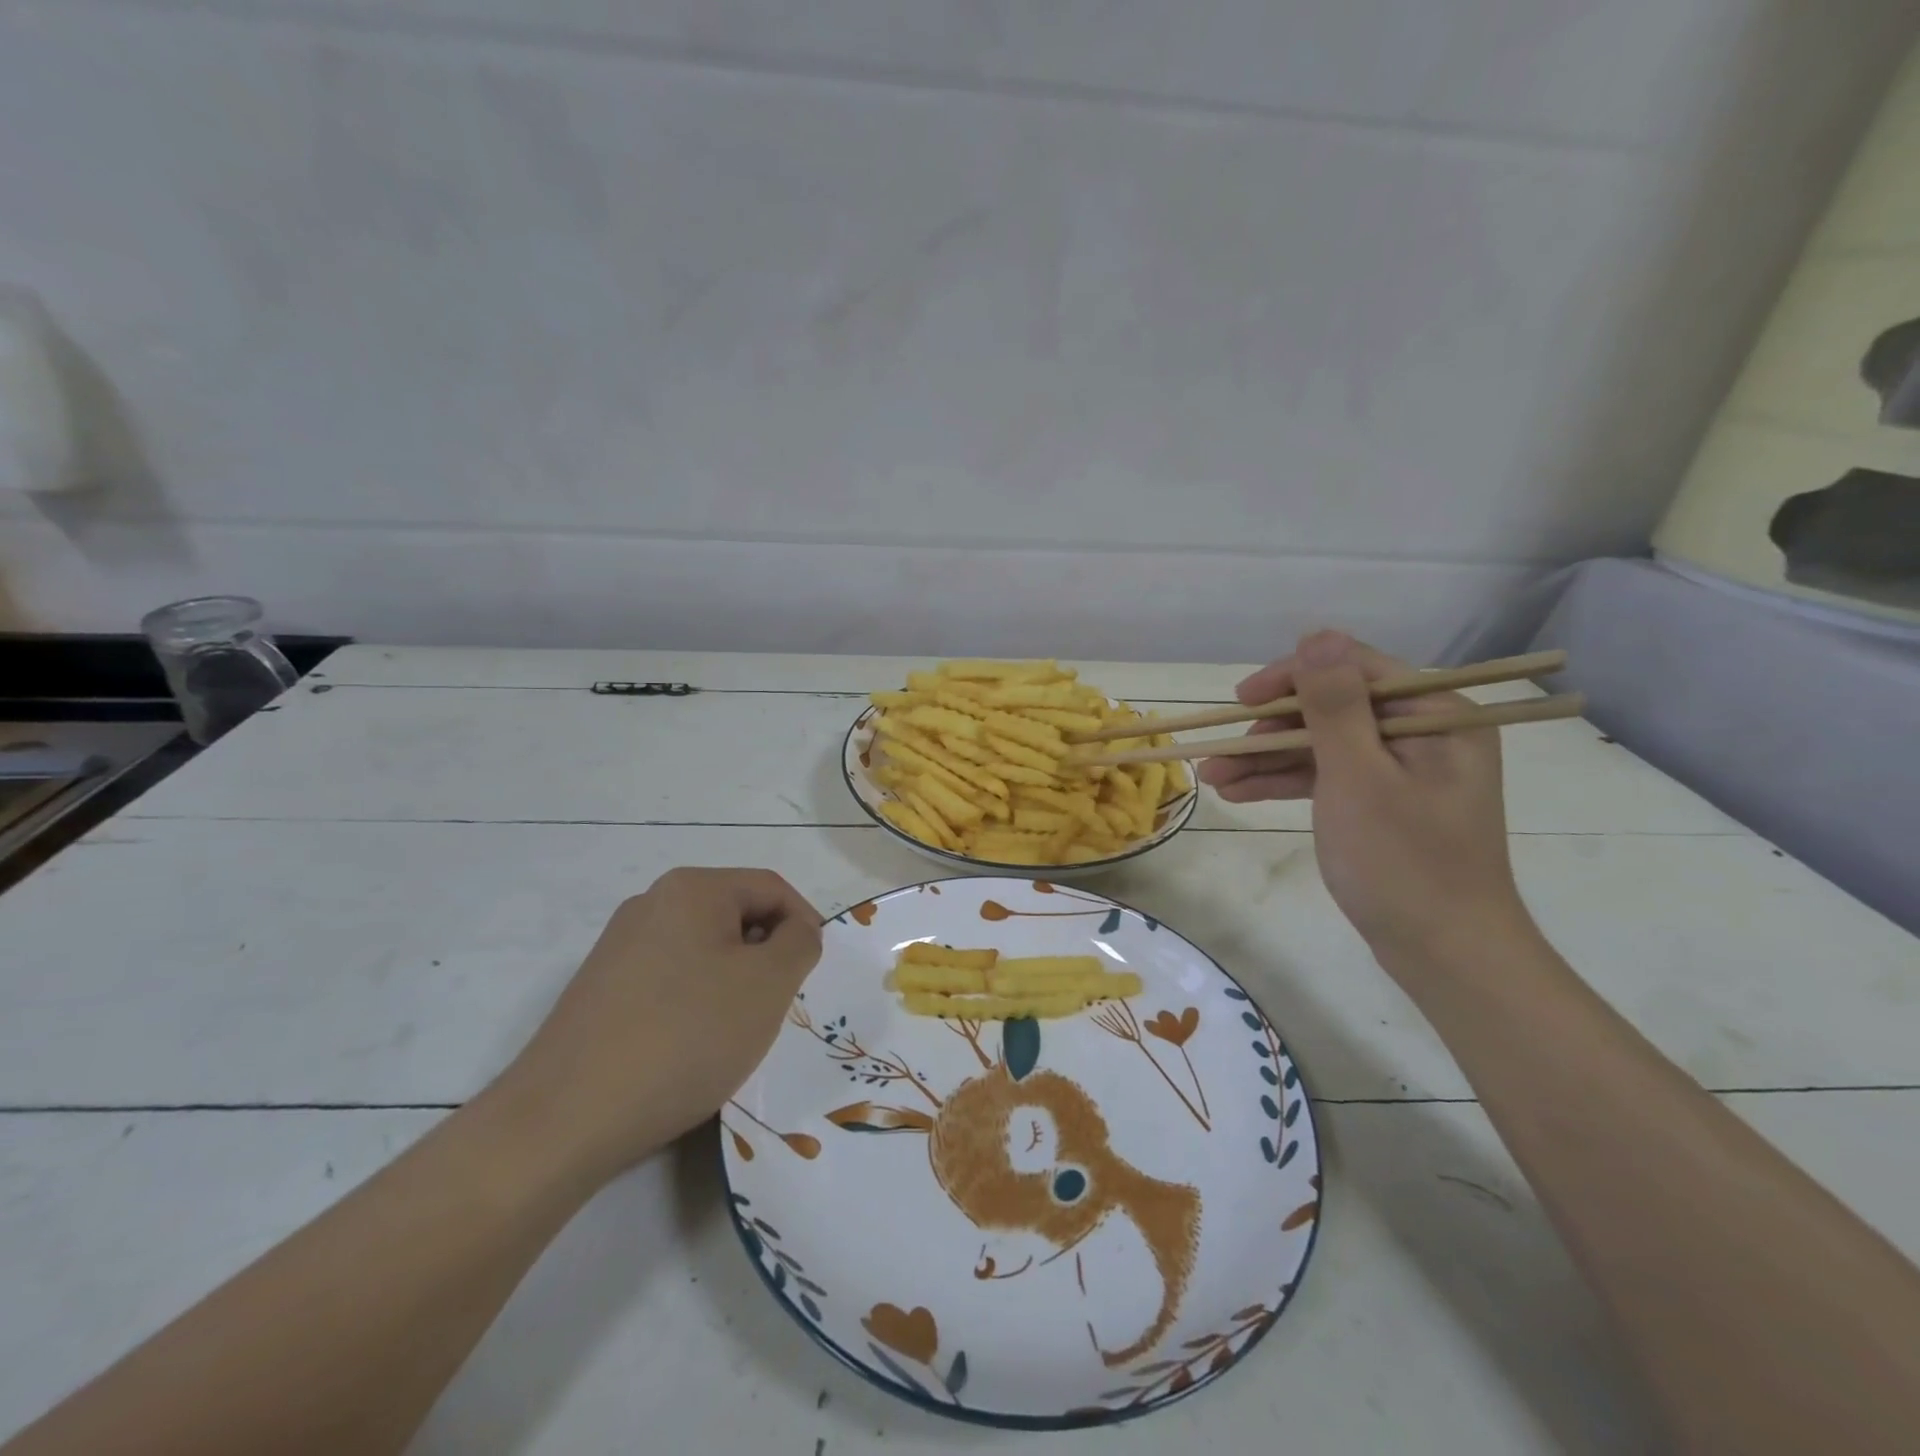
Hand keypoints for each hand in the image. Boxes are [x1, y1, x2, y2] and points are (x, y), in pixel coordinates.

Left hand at [492, 867, 822, 1186]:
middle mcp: (651, 903)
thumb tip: (795, 931)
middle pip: (735, 915)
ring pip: (703, 950)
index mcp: (692, 888)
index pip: (772, 888)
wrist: (565, 1119)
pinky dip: (695, 1003)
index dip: (805, 924)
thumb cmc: (685, 1036)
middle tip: (779, 1005)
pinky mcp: (599, 990)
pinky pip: (669, 979)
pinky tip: (691, 1048)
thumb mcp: (768, 984)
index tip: (814, 973)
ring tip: (736, 1032)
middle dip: (767, 956)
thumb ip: (800, 942)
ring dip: (733, 982)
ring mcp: (618, 947)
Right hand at [1200, 631, 1530, 970]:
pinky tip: (1238, 793)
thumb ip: (1335, 704)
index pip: (1354, 670)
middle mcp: (1423, 734)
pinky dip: (1285, 783)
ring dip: (1266, 760)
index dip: (1292, 678)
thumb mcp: (1359, 777)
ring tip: (1211, 777)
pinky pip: (1328, 777)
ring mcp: (1402, 771)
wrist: (1445, 955)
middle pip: (1332, 709)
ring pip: (1322, 746)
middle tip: (1218, 749)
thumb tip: (1317, 635)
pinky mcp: (1383, 803)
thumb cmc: (1403, 862)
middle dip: (1270, 730)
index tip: (1242, 700)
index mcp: (1436, 716)